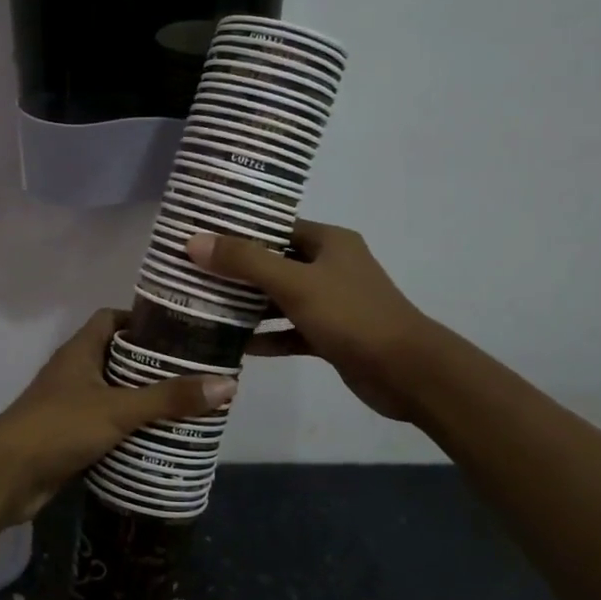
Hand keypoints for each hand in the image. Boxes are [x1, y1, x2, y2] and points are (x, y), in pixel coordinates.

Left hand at [0, 309, 236, 526]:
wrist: (6, 476)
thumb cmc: (59, 427)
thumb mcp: (119, 409)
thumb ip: (169, 398)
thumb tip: (226, 384)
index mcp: (79, 351)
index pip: (111, 319)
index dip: (142, 320)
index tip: (179, 331)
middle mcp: (73, 372)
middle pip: (116, 357)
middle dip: (152, 365)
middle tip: (192, 374)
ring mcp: (68, 405)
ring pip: (112, 394)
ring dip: (142, 400)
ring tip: (184, 407)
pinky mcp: (68, 437)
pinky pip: (105, 426)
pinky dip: (127, 430)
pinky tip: (157, 440)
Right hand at [187, 222, 436, 423]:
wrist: (407, 372)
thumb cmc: (352, 316)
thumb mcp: (294, 283)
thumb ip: (245, 262)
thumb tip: (195, 242)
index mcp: (329, 242)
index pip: (276, 228)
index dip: (239, 231)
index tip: (200, 237)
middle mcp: (331, 267)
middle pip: (274, 263)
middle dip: (237, 271)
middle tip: (192, 274)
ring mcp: (332, 303)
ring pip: (280, 299)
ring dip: (249, 305)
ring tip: (205, 307)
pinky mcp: (330, 336)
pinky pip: (290, 331)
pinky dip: (268, 336)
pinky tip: (237, 346)